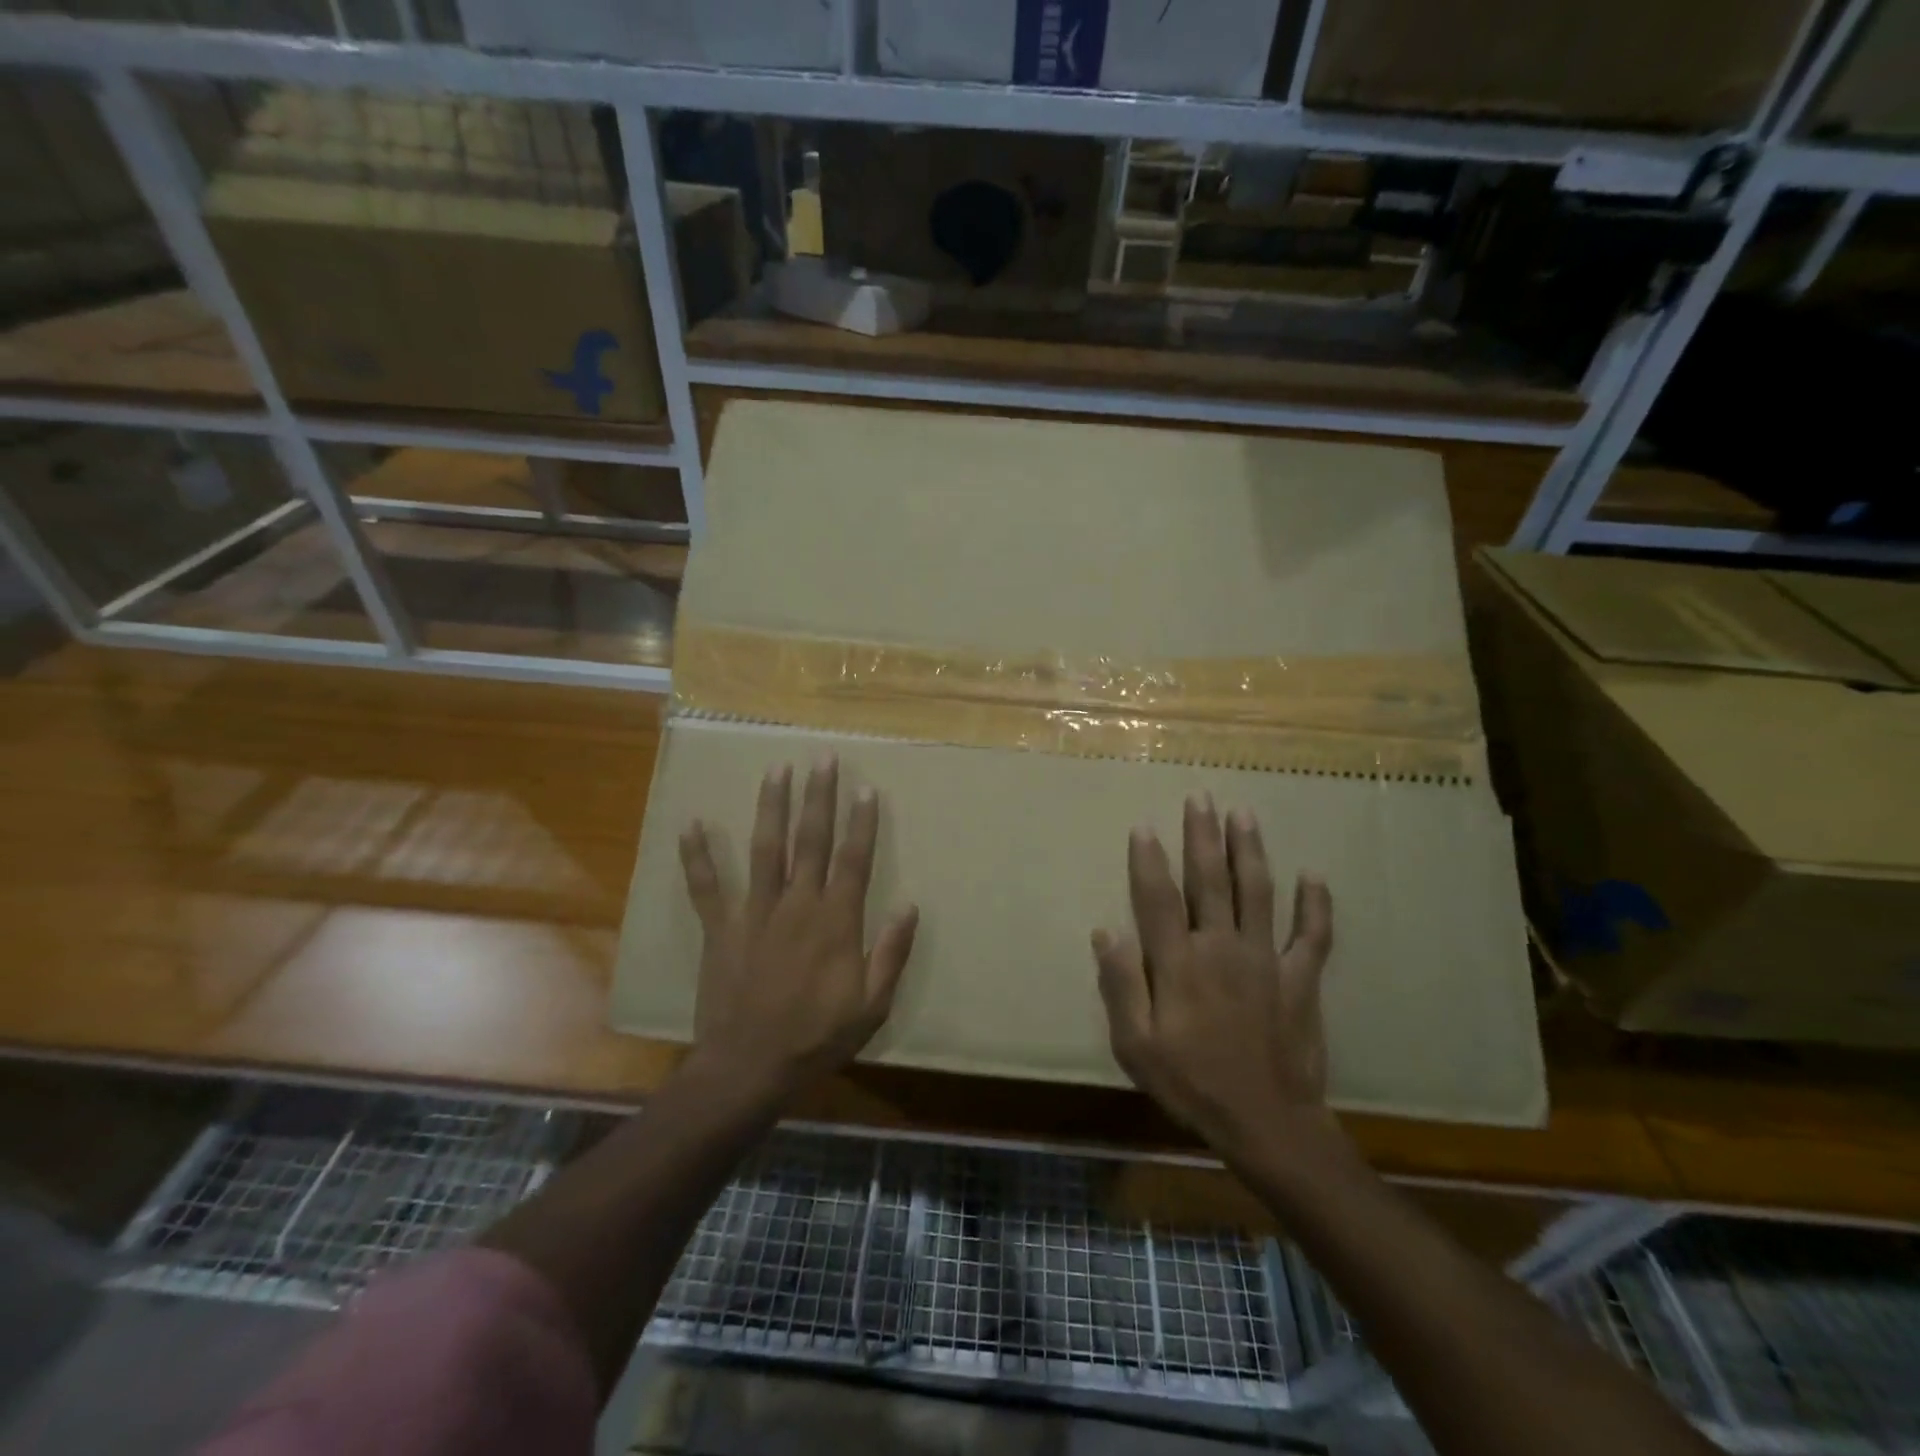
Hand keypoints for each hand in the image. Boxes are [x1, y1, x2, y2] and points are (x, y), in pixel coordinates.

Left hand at [678, 755, 918, 1102]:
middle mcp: (797, 905)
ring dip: (771, 807)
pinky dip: (698, 856)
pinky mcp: (721, 929)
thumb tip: (909, 905)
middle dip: (819, 796)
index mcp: (835, 922)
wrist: (748, 1068)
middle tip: (822, 758)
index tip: (866, 787)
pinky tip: (693, 824)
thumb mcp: (872, 1006)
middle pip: (810, 841)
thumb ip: (891, 953)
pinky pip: (707, 887)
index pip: (853, 860)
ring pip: (766, 849)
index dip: (861, 822)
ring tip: (776, 770)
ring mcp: (754, 913)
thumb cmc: (817, 1038)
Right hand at [1093, 794, 1333, 1159]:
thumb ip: (1120, 985)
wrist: (1267, 1125)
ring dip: (1249, 851)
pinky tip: (1314, 876)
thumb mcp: (1136, 1046)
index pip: (1159, 898)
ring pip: (1258, 892)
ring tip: (1243, 814)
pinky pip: (1311, 935)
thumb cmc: (1192, 1085)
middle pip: (1210, 881)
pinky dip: (1315, 906)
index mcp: (1180, 963)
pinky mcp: (1300, 979)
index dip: (1149, 860)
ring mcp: (1266, 960)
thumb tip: (1105, 931)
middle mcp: (1222, 948)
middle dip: (1202, 836)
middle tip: (1200, 797)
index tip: (1144, 825)